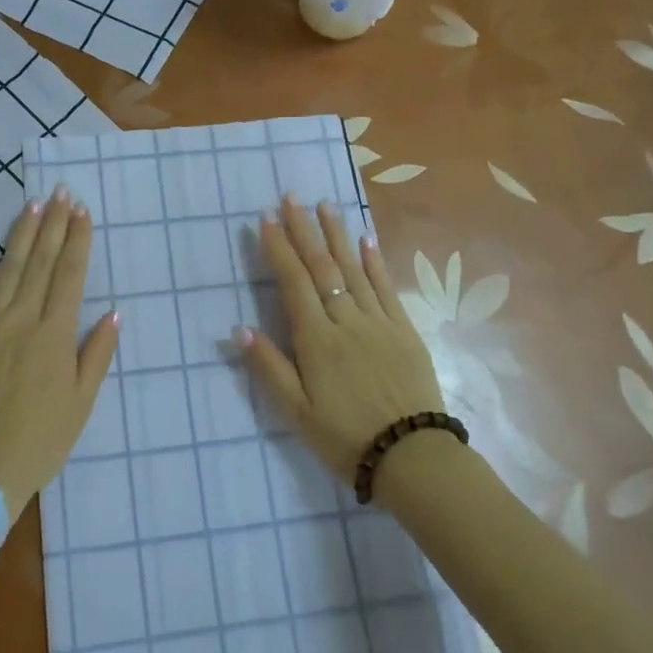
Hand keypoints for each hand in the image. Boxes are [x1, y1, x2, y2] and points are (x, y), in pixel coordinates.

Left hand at [0, 190, 119, 523]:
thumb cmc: (42, 438)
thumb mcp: (83, 401)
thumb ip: (98, 353)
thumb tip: (114, 311)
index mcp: (56, 334)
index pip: (71, 274)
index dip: (78, 240)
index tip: (83, 211)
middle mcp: (23, 317)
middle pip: (42, 261)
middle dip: (55, 224)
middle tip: (62, 193)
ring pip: (9, 265)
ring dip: (23, 232)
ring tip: (35, 204)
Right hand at [237, 197, 443, 483]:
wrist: (412, 454)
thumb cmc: (346, 437)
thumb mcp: (297, 412)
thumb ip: (269, 368)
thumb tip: (240, 329)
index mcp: (316, 340)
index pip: (294, 282)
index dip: (279, 248)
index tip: (266, 218)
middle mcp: (346, 320)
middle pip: (323, 267)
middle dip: (305, 230)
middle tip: (292, 197)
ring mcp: (379, 322)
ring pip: (354, 269)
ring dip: (338, 235)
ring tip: (326, 206)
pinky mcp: (404, 330)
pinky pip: (386, 288)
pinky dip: (375, 262)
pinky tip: (366, 241)